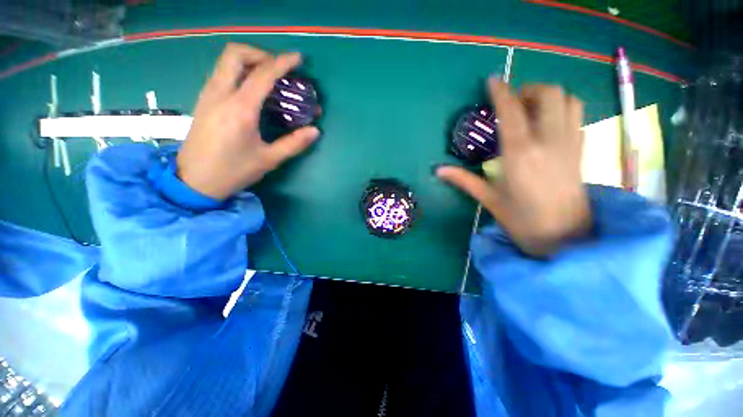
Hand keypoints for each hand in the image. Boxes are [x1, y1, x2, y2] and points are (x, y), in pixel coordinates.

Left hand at [177, 43, 320, 199]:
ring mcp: (208, 95)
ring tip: (268, 78)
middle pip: (235, 54)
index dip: (282, 62)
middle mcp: (220, 94)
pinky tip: (251, 91)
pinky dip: (239, 72)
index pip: (263, 74)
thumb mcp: (269, 159)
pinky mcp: (203, 101)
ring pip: (225, 62)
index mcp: (240, 109)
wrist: (195, 181)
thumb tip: (315, 131)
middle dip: (260, 54)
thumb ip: (294, 143)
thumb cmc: (234, 171)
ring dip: (249, 61)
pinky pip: (221, 74)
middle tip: (278, 69)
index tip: (298, 59)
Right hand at [437, 79, 590, 255]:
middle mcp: (549, 141)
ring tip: (531, 108)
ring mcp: (570, 143)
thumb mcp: (489, 199)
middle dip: (528, 89)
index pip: (511, 111)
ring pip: (568, 100)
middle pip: (548, 94)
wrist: (564, 237)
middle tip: (512, 101)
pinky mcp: (582, 150)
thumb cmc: (521, 220)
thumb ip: (464, 180)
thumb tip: (438, 170)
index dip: (501, 91)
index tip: (492, 80)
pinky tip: (548, 123)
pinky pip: (577, 116)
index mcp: (520, 154)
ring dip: (549, 96)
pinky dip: (563, 109)